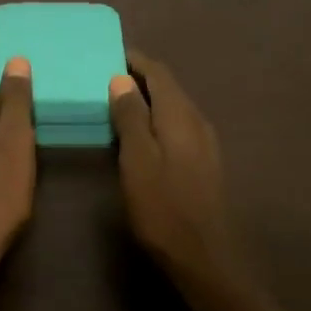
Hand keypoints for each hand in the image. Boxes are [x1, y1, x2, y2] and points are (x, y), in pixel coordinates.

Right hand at [109, 52, 240, 281]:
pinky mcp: (203, 163)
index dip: (134, 60)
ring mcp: (205, 143)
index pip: (158, 72)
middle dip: (139, 77)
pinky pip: (177, 126)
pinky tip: (140, 134)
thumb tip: (122, 79)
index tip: (108, 53)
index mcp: (180, 115)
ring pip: (173, 108)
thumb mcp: (137, 159)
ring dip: (148, 100)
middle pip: (168, 88)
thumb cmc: (163, 207)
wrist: (205, 257)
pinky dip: (156, 119)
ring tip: (117, 102)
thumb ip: (130, 116)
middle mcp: (197, 121)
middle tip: (105, 76)